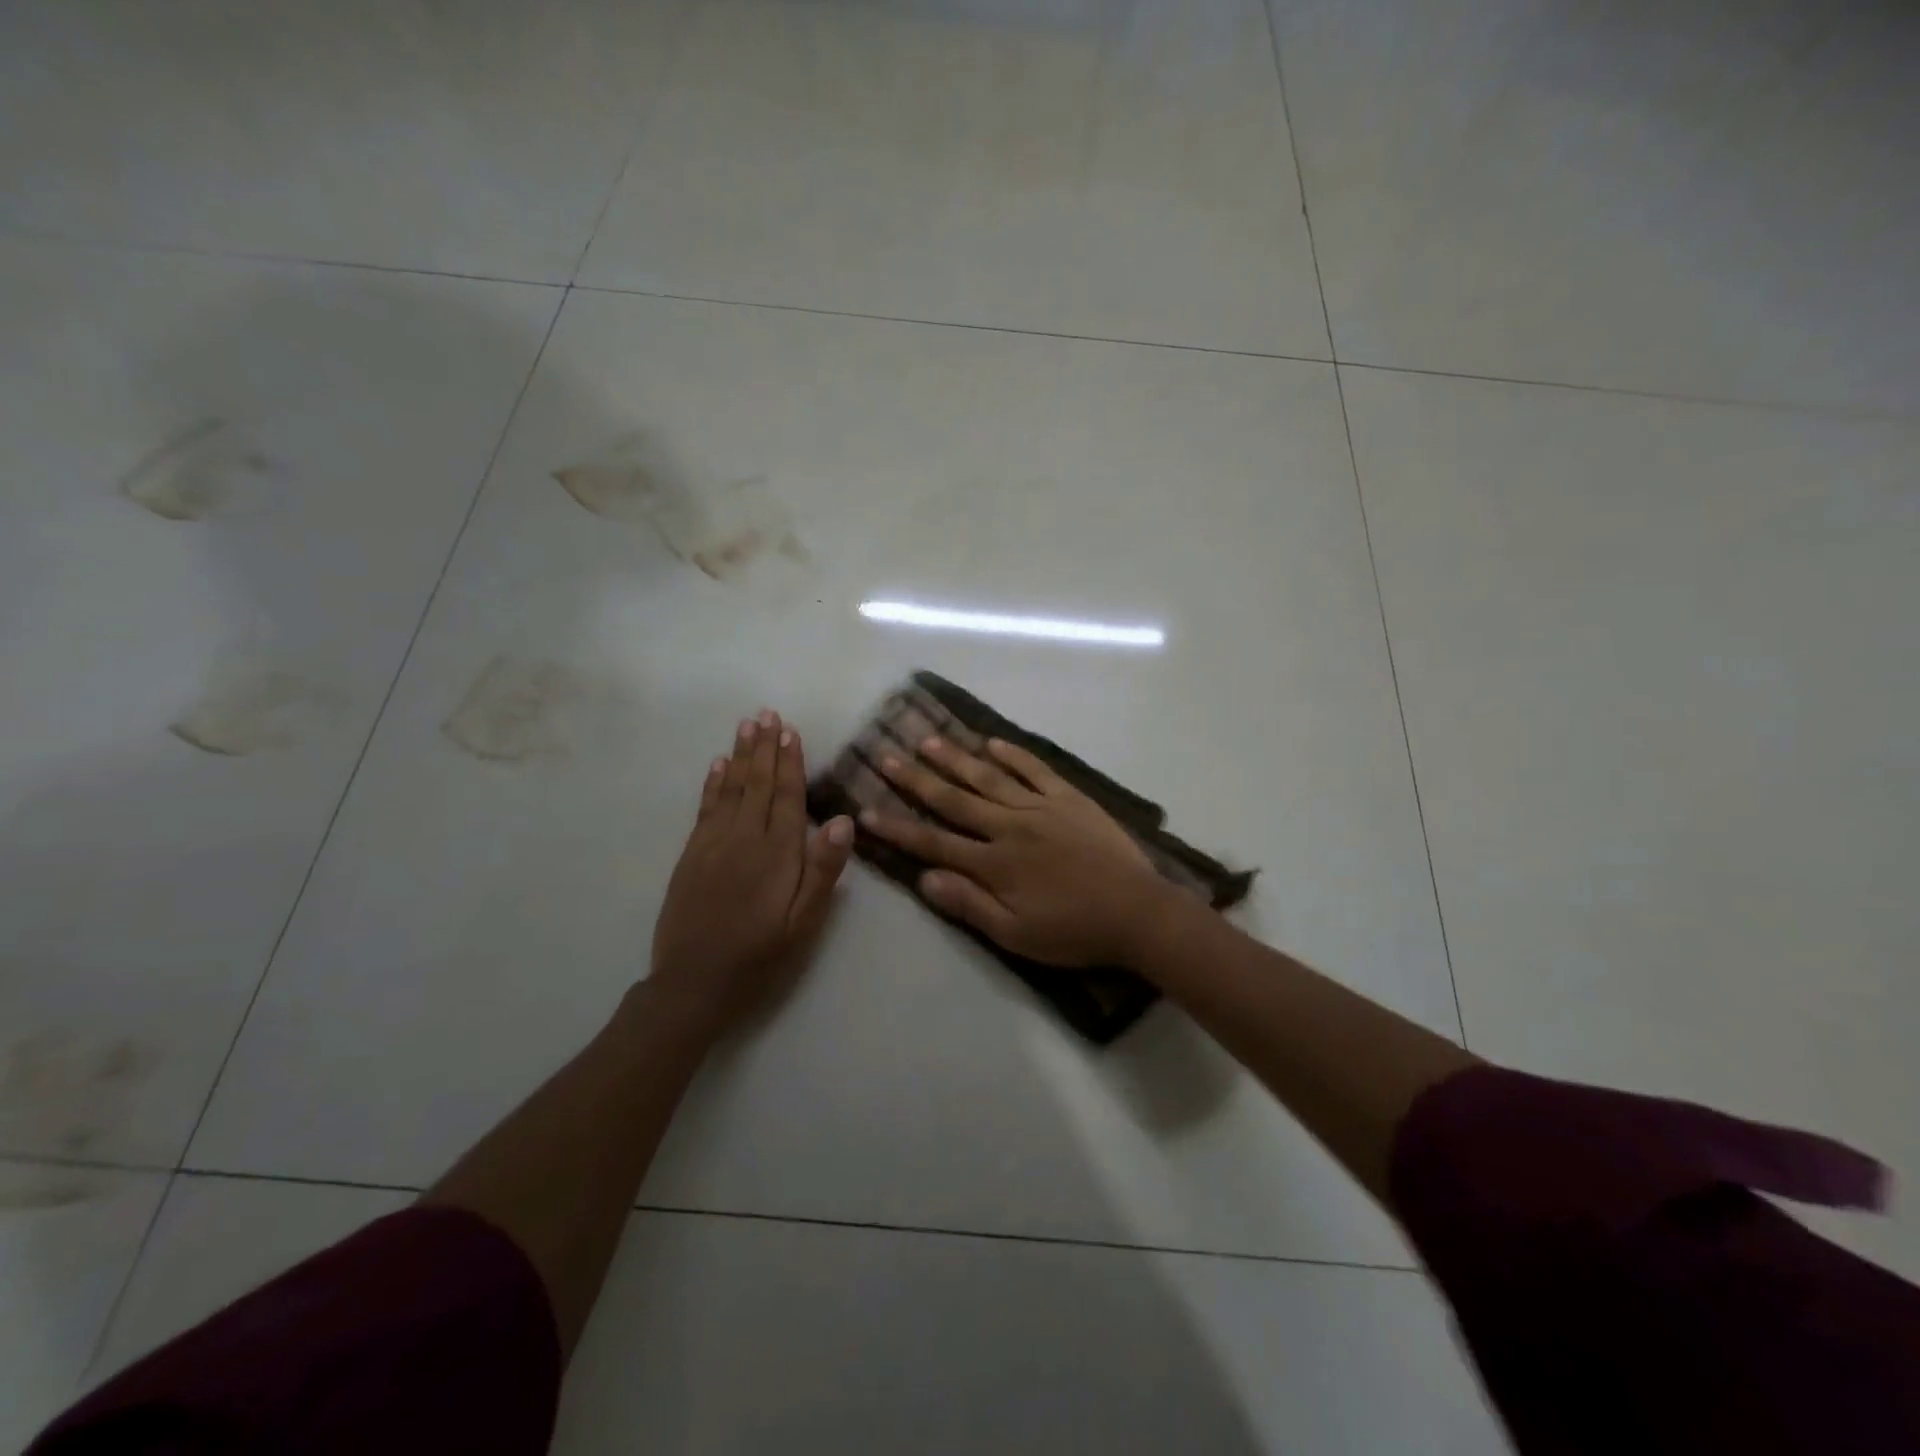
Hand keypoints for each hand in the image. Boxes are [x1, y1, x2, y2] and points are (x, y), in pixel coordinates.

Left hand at [649, 709, 853, 1037]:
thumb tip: (841, 820)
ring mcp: (711, 845)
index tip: (790, 731)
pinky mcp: (690, 856)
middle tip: (767, 714)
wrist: (691, 986)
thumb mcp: (802, 923)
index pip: (786, 797)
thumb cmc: (759, 957)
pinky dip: (712, 783)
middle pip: (757, 784)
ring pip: (730, 789)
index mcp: (776, 854)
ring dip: (740, 756)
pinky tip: (716, 766)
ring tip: (746, 726)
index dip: (790, 763)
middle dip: (764, 748)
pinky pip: (705, 808)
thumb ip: (821, 871)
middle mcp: (742, 839)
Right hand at [861, 734, 1167, 966]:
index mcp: (995, 863)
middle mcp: (1010, 826)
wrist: (1138, 912)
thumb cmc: (1074, 931)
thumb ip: (969, 904)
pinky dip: (1013, 754)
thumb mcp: (1016, 934)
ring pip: (989, 777)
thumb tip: (924, 879)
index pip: (934, 842)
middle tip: (886, 755)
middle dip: (917, 779)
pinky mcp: (1069, 798)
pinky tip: (991, 741)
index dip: (898, 827)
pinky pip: (1035, 769)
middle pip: (954, 799)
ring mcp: (1041, 807)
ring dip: (956, 758)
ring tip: (928, 739)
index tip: (866, 811)